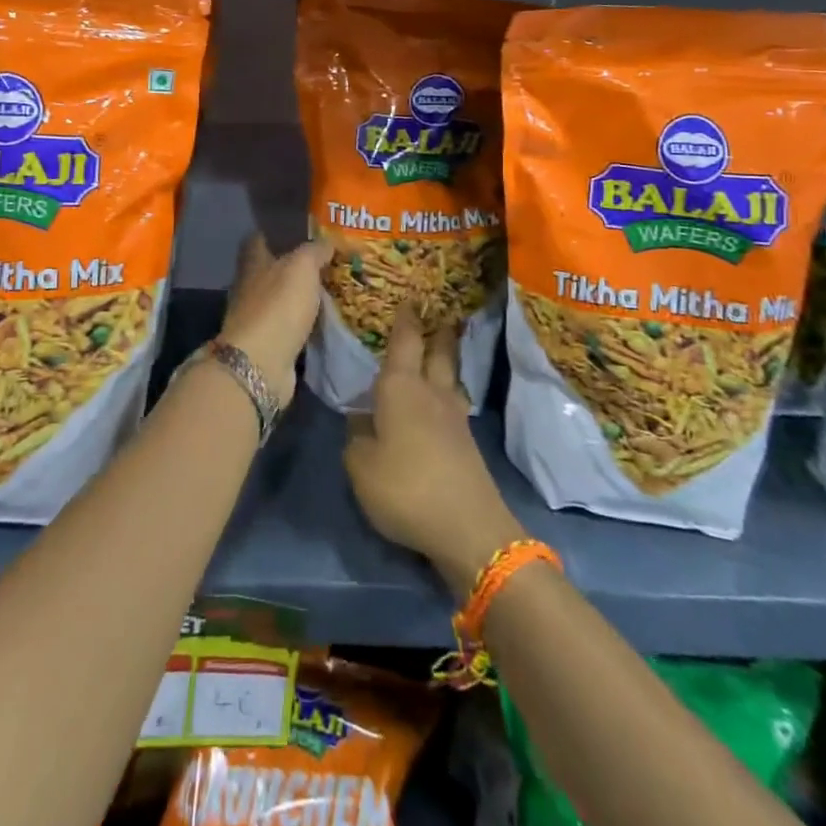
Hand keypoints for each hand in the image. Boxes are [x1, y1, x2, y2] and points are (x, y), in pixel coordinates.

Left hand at [216, 231, 330, 402]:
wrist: (262, 363)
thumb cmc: (279, 306)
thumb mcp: (302, 267)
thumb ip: (314, 251)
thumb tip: (327, 242)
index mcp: (253, 263)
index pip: (260, 239)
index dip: (278, 233)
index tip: (303, 231)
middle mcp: (250, 287)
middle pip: (272, 270)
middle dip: (296, 267)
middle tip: (329, 263)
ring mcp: (257, 318)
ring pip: (282, 299)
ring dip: (301, 297)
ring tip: (333, 291)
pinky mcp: (269, 344)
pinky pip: (290, 326)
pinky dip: (305, 323)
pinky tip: (325, 321)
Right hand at [344, 308, 523, 597]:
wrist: (469, 529)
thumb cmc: (406, 487)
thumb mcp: (361, 466)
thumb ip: (356, 438)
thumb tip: (362, 421)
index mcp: (401, 387)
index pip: (405, 341)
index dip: (406, 318)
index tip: (409, 297)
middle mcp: (431, 392)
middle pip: (438, 351)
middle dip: (436, 331)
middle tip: (437, 313)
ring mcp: (454, 417)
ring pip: (449, 377)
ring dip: (445, 359)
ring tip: (437, 351)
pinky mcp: (466, 443)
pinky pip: (452, 404)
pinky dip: (444, 393)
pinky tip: (436, 403)